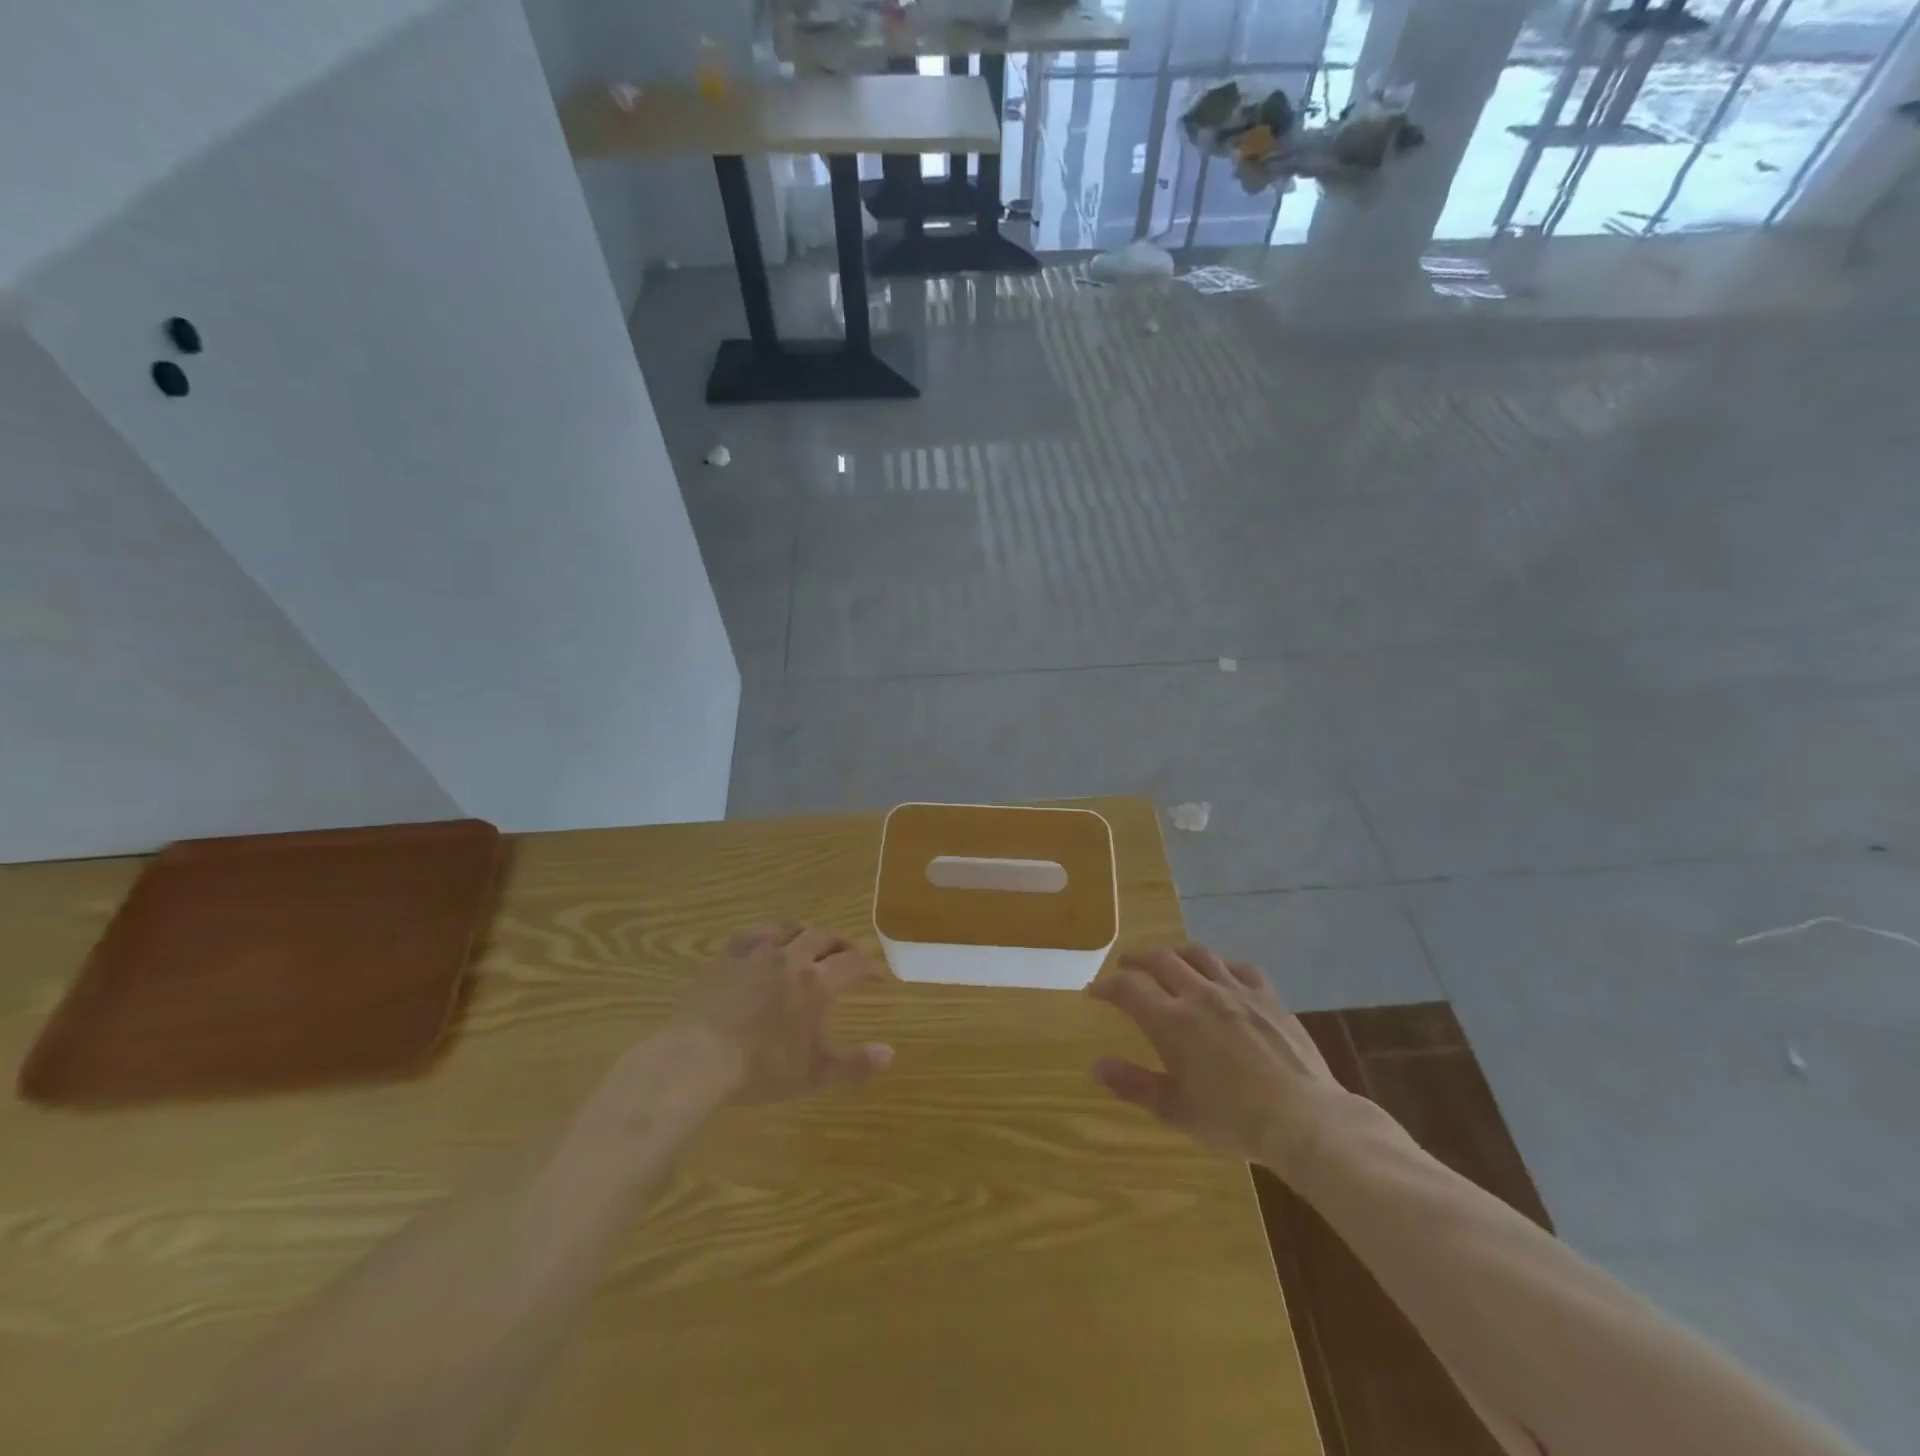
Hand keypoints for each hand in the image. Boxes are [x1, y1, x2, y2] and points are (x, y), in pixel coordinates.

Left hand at [670, 924, 893, 1103]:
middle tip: (848, 952)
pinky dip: (767, 934)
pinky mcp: (726, 958)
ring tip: (810, 941)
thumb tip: (890, 1054)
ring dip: (806, 932)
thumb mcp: (815, 1074)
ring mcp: (756, 954)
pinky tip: (765, 941)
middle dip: (841, 942)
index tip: (878, 974)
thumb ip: (855, 1064)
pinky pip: (751, 934)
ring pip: (788, 928)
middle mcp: (790, 958)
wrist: (698, 1059)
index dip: (869, 966)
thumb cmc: (761, 1068)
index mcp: (816, 983)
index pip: (852, 963)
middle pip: (823, 937)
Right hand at [1089, 945, 1352, 1176]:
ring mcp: (1237, 991)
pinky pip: (1241, 968)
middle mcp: (1199, 995)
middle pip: (1161, 960)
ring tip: (1170, 961)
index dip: (1106, 986)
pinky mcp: (1268, 997)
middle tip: (1127, 966)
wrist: (1303, 1119)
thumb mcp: (1175, 1109)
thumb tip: (1096, 1065)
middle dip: (1137, 960)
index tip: (1095, 991)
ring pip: (1199, 955)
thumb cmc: (1233, 1120)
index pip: (1128, 988)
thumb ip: (1133, 1084)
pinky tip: (1223, 976)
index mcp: (1171, 1021)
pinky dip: (1223, 967)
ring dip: (1177, 953)